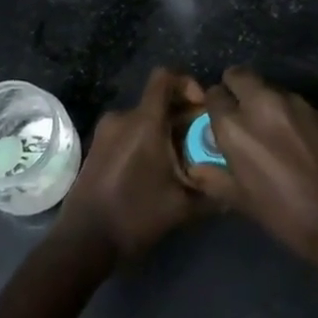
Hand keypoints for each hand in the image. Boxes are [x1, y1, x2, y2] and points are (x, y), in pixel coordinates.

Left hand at [55, 68, 206, 261]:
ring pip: (143, 118)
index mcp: (144, 121)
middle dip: (181, 116)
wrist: (83, 240)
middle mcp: (123, 117)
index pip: (165, 77)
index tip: (201, 108)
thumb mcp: (182, 207)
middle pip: (158, 100)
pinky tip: (153, 172)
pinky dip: (144, 141)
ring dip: (163, 131)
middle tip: (198, 143)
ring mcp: (106, 131)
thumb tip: (235, 185)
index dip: (187, 83)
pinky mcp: (97, 146)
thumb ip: (212, 191)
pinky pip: (128, 132)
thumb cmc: (135, 216)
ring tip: (178, 162)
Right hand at [186, 67, 317, 271]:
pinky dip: (285, 111)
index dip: (215, 106)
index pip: (213, 95)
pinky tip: (294, 136)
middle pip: (239, 74)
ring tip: (269, 127)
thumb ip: (215, 176)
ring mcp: (291, 102)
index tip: (219, 120)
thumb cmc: (284, 215)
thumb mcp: (241, 201)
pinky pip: (291, 100)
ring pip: (267, 86)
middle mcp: (260, 103)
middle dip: (235, 87)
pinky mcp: (315, 108)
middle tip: (240, 111)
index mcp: (234, 126)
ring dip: (262, 99)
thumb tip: (198, 166)